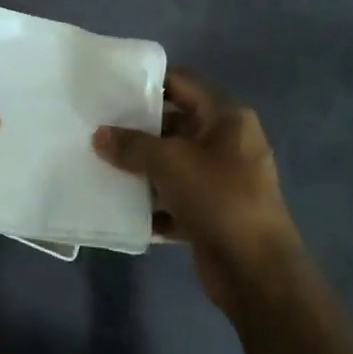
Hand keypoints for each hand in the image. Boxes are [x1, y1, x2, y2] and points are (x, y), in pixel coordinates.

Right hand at [93, 69, 299, 315]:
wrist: (255, 272)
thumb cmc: (218, 198)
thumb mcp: (169, 162)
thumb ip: (131, 144)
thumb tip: (99, 136)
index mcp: (226, 118)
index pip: (182, 83)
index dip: (148, 81)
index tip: (110, 86)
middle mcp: (227, 143)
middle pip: (174, 124)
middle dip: (136, 129)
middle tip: (96, 126)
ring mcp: (221, 181)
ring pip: (172, 164)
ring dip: (140, 167)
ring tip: (99, 162)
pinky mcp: (212, 214)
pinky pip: (174, 198)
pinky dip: (151, 203)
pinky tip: (119, 205)